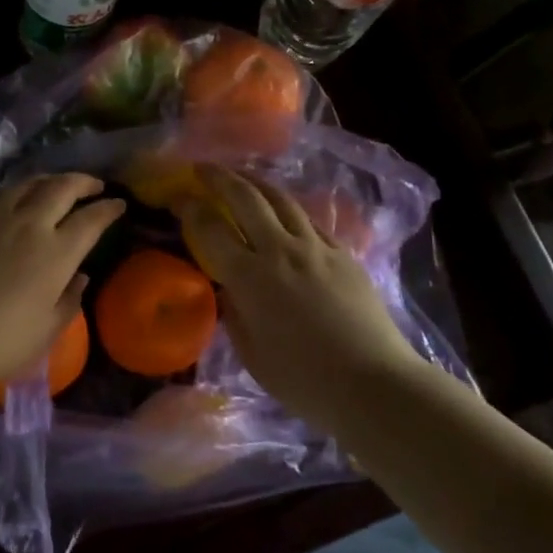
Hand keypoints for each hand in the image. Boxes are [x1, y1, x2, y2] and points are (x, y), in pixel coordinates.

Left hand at [0, 174, 124, 393]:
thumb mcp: (46, 332)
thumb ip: (69, 300)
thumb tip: (80, 276)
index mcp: (55, 254)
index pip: (91, 219)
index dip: (109, 209)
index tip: (120, 204)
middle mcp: (28, 226)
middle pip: (61, 188)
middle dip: (83, 182)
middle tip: (94, 185)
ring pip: (27, 184)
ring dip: (49, 180)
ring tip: (57, 185)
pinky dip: (16, 195)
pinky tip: (15, 203)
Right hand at [178, 166, 421, 417]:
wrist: (373, 383)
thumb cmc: (304, 380)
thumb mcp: (252, 354)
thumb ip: (234, 315)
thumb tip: (229, 291)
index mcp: (250, 278)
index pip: (211, 229)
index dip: (190, 208)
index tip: (178, 197)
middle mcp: (281, 251)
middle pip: (246, 198)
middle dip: (220, 178)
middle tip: (202, 168)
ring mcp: (317, 248)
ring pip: (282, 200)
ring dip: (256, 182)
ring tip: (241, 175)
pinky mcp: (344, 254)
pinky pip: (310, 221)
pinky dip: (289, 210)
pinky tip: (284, 211)